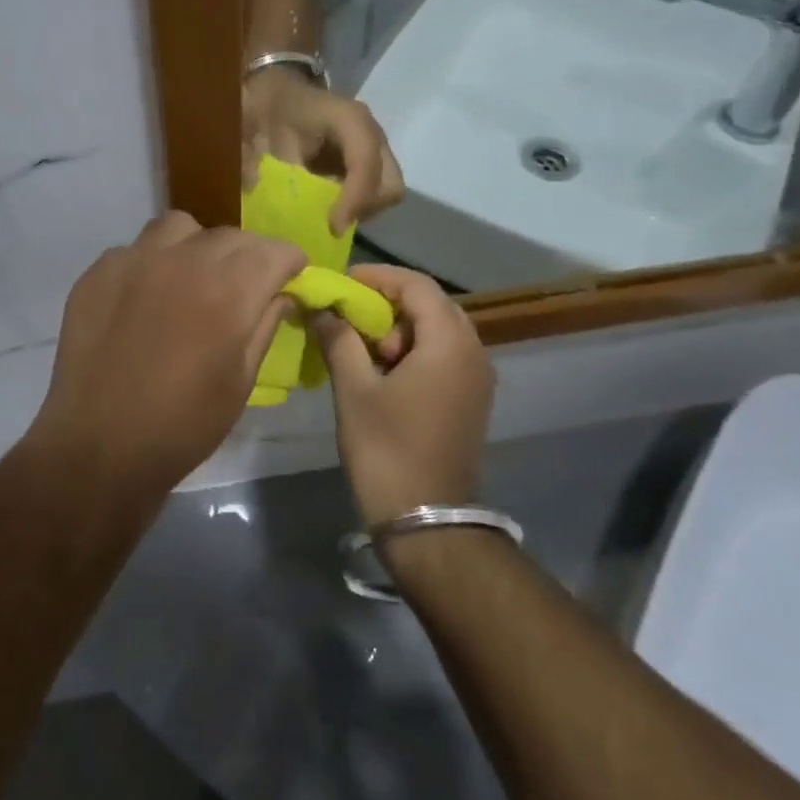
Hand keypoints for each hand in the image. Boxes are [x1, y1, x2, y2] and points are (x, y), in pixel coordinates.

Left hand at [36, 213, 305, 486]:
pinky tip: (146, 298)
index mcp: (228, 289)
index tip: (291, 278)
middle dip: (248, 256)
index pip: (274, 250)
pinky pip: (136, 249)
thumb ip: (264, 325)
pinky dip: (152, 263)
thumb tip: (281, 294)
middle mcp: (182, 260)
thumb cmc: (183, 425)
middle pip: (230, 236)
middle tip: (245, 286)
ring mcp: (134, 260)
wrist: (99, 447)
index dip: (289, 262)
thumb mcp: (241, 381)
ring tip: (192, 279)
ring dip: (197, 247)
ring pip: (179, 228)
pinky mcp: (98, 272)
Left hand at [242, 67, 403, 234]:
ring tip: (327, 215)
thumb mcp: (256, 129)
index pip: (365, 161)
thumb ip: (252, 157)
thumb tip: (254, 187)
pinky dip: (356, 207)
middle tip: (330, 222)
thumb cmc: (270, 108)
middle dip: (362, 208)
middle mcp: (370, 133)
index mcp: (347, 118)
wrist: (278, 95)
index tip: (332, 226)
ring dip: (360, 210)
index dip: (355, 198)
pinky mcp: (370, 164)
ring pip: (386, 193)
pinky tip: (328, 207)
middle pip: (389, 184)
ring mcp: (374, 149)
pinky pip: (375, 194)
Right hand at [311, 265, 494, 525]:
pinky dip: (413, 351)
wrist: (428, 522)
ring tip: (363, 348)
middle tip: (351, 317)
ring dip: (400, 329)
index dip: (378, 277)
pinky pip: (444, 356)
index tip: (343, 284)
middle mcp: (473, 352)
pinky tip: (383, 372)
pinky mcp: (471, 401)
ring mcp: (477, 379)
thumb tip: (322, 309)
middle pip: (431, 305)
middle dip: (388, 304)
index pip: (417, 286)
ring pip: (438, 331)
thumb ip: (338, 339)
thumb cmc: (387, 450)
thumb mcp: (354, 389)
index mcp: (449, 343)